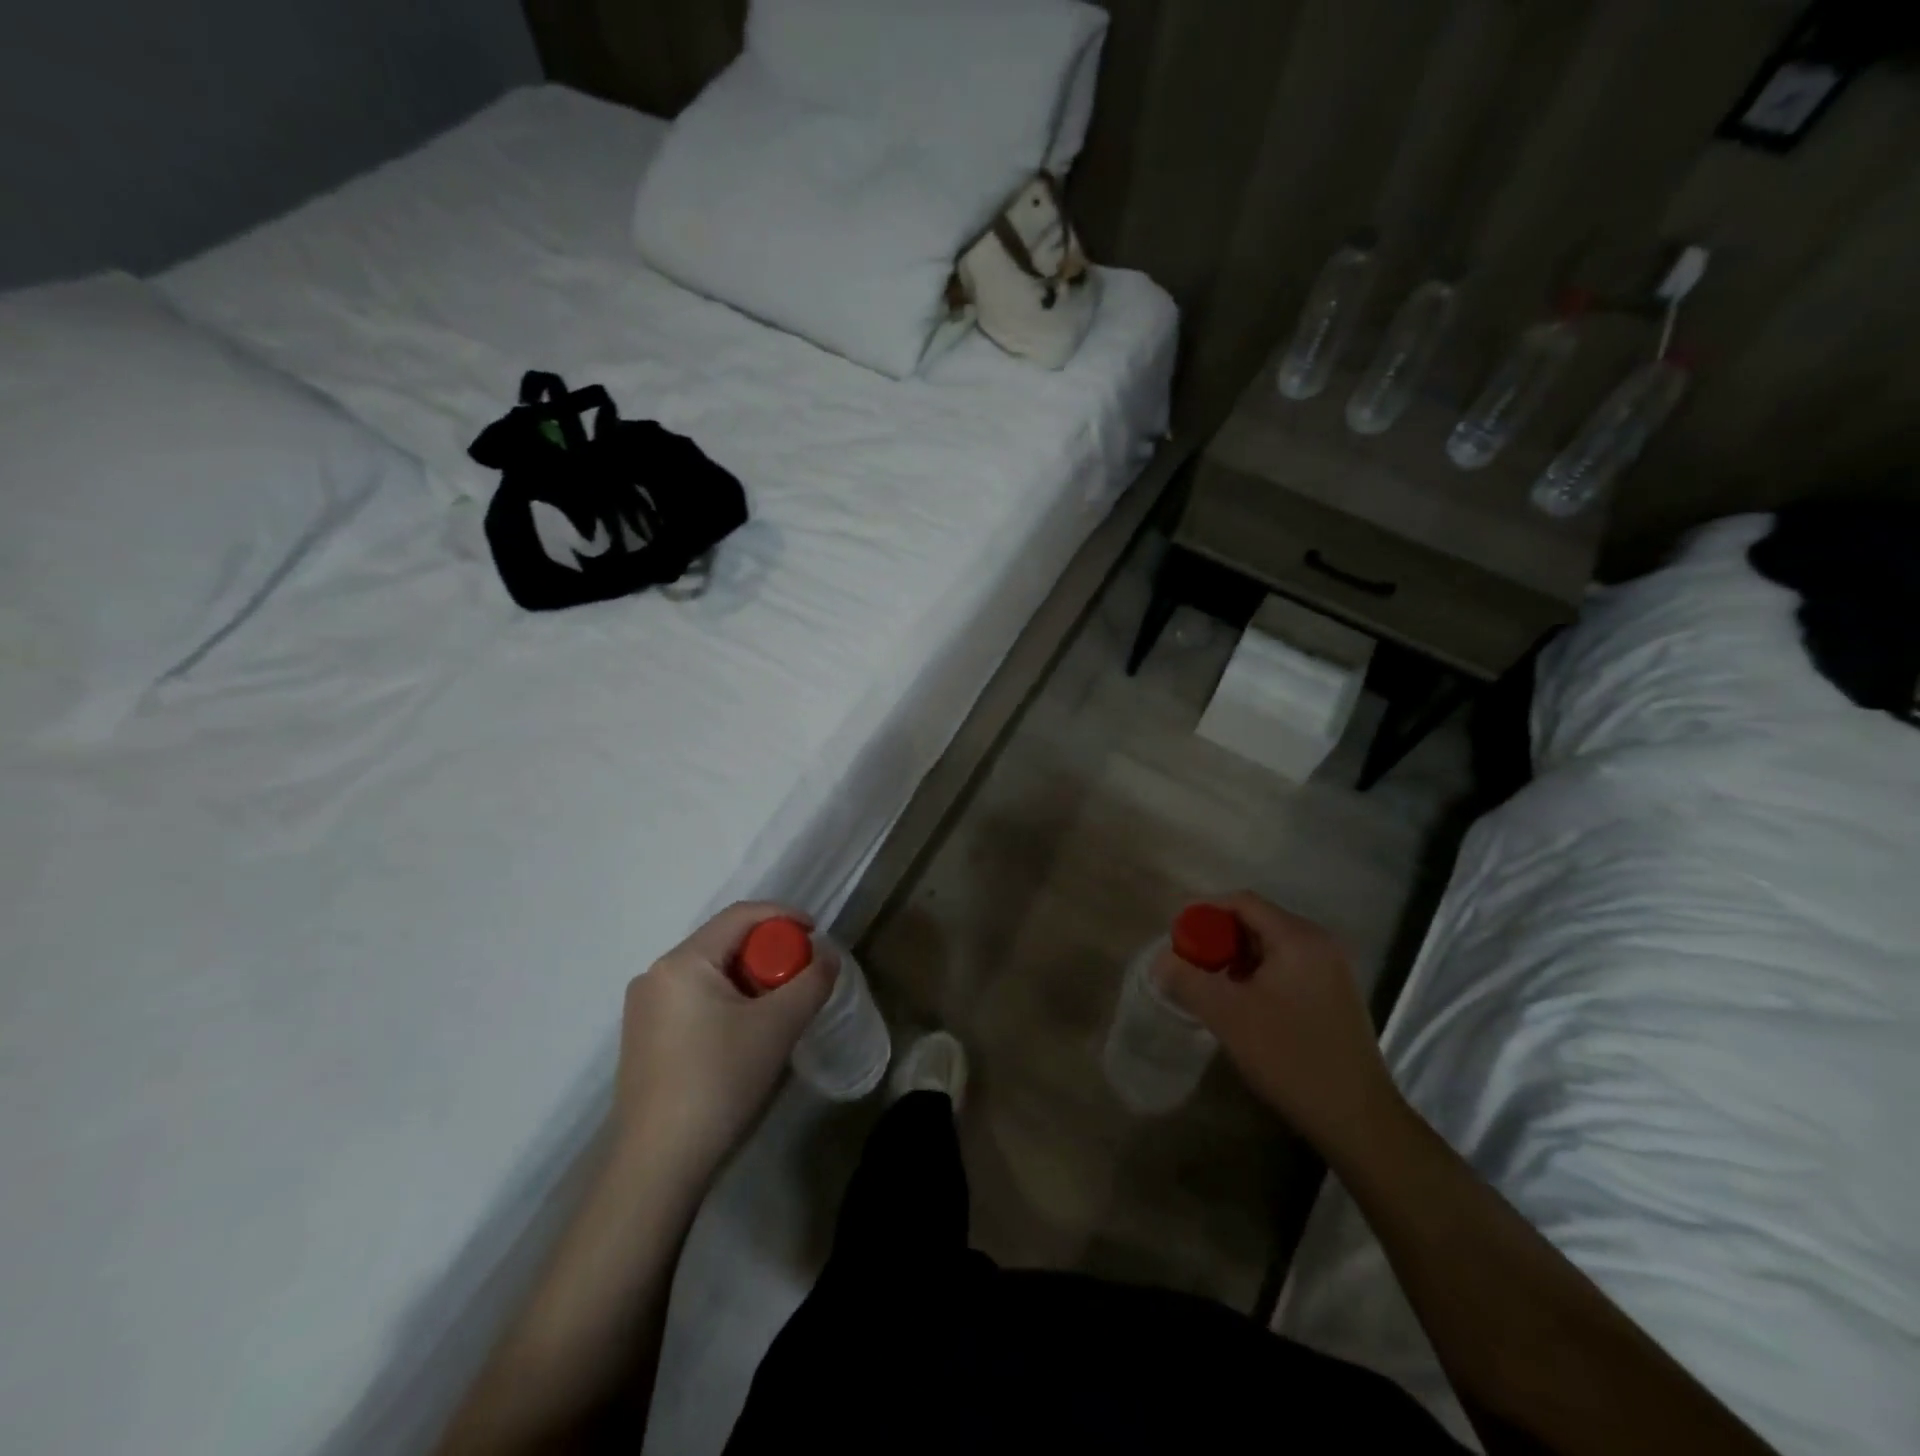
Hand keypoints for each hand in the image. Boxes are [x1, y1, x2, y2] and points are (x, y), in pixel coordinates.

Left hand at [612, 902, 836, 1180]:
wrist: (657, 1166)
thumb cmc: (719, 1082)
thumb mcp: (778, 1027)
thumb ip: (811, 981)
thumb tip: (827, 956)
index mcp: (682, 962)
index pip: (740, 915)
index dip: (784, 916)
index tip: (817, 935)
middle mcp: (655, 975)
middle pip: (724, 942)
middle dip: (768, 953)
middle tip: (799, 979)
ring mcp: (644, 1008)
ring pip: (710, 972)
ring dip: (749, 979)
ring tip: (776, 1010)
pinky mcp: (643, 1037)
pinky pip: (694, 998)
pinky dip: (726, 1001)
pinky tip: (743, 1034)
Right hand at [1158, 892, 1400, 1153]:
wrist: (1356, 1118)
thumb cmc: (1289, 1056)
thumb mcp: (1227, 1015)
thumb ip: (1188, 979)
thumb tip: (1161, 961)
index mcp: (1298, 938)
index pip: (1242, 902)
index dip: (1204, 913)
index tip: (1178, 938)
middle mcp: (1320, 943)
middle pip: (1257, 921)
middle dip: (1219, 938)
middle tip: (1192, 965)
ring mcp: (1332, 969)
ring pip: (1271, 946)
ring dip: (1237, 959)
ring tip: (1213, 987)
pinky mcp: (1336, 994)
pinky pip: (1288, 967)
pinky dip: (1259, 975)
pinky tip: (1245, 1005)